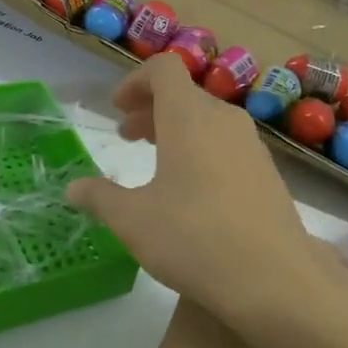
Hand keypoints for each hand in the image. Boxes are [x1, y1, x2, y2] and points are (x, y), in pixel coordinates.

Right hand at [68, 53, 328, 337]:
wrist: (273, 278)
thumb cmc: (193, 238)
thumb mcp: (133, 220)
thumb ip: (100, 197)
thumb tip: (73, 188)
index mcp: (188, 117)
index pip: (163, 69)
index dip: (135, 82)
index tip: (117, 109)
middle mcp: (224, 120)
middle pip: (184, 95)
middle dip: (151, 110)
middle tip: (127, 138)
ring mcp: (251, 145)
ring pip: (207, 120)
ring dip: (176, 131)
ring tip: (156, 162)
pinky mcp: (267, 172)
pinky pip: (227, 144)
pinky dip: (202, 150)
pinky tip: (192, 191)